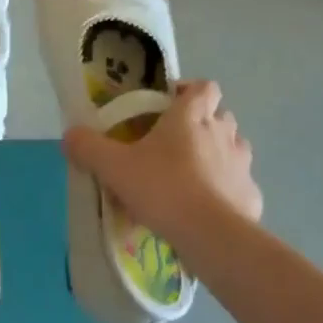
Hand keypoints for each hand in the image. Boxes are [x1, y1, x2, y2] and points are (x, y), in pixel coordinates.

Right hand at [62, 80, 261, 245]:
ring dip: (219, 154)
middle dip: (204, 123)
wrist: (211, 235)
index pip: (203, 87)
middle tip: (177, 142)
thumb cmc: (163, 188)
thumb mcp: (114, 167)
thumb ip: (89, 147)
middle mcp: (223, 133)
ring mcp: (242, 164)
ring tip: (195, 174)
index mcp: (192, 116)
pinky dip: (228, 190)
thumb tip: (70, 135)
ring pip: (235, 147)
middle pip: (221, 115)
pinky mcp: (252, 196)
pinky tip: (210, 207)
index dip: (190, 90)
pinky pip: (240, 185)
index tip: (170, 104)